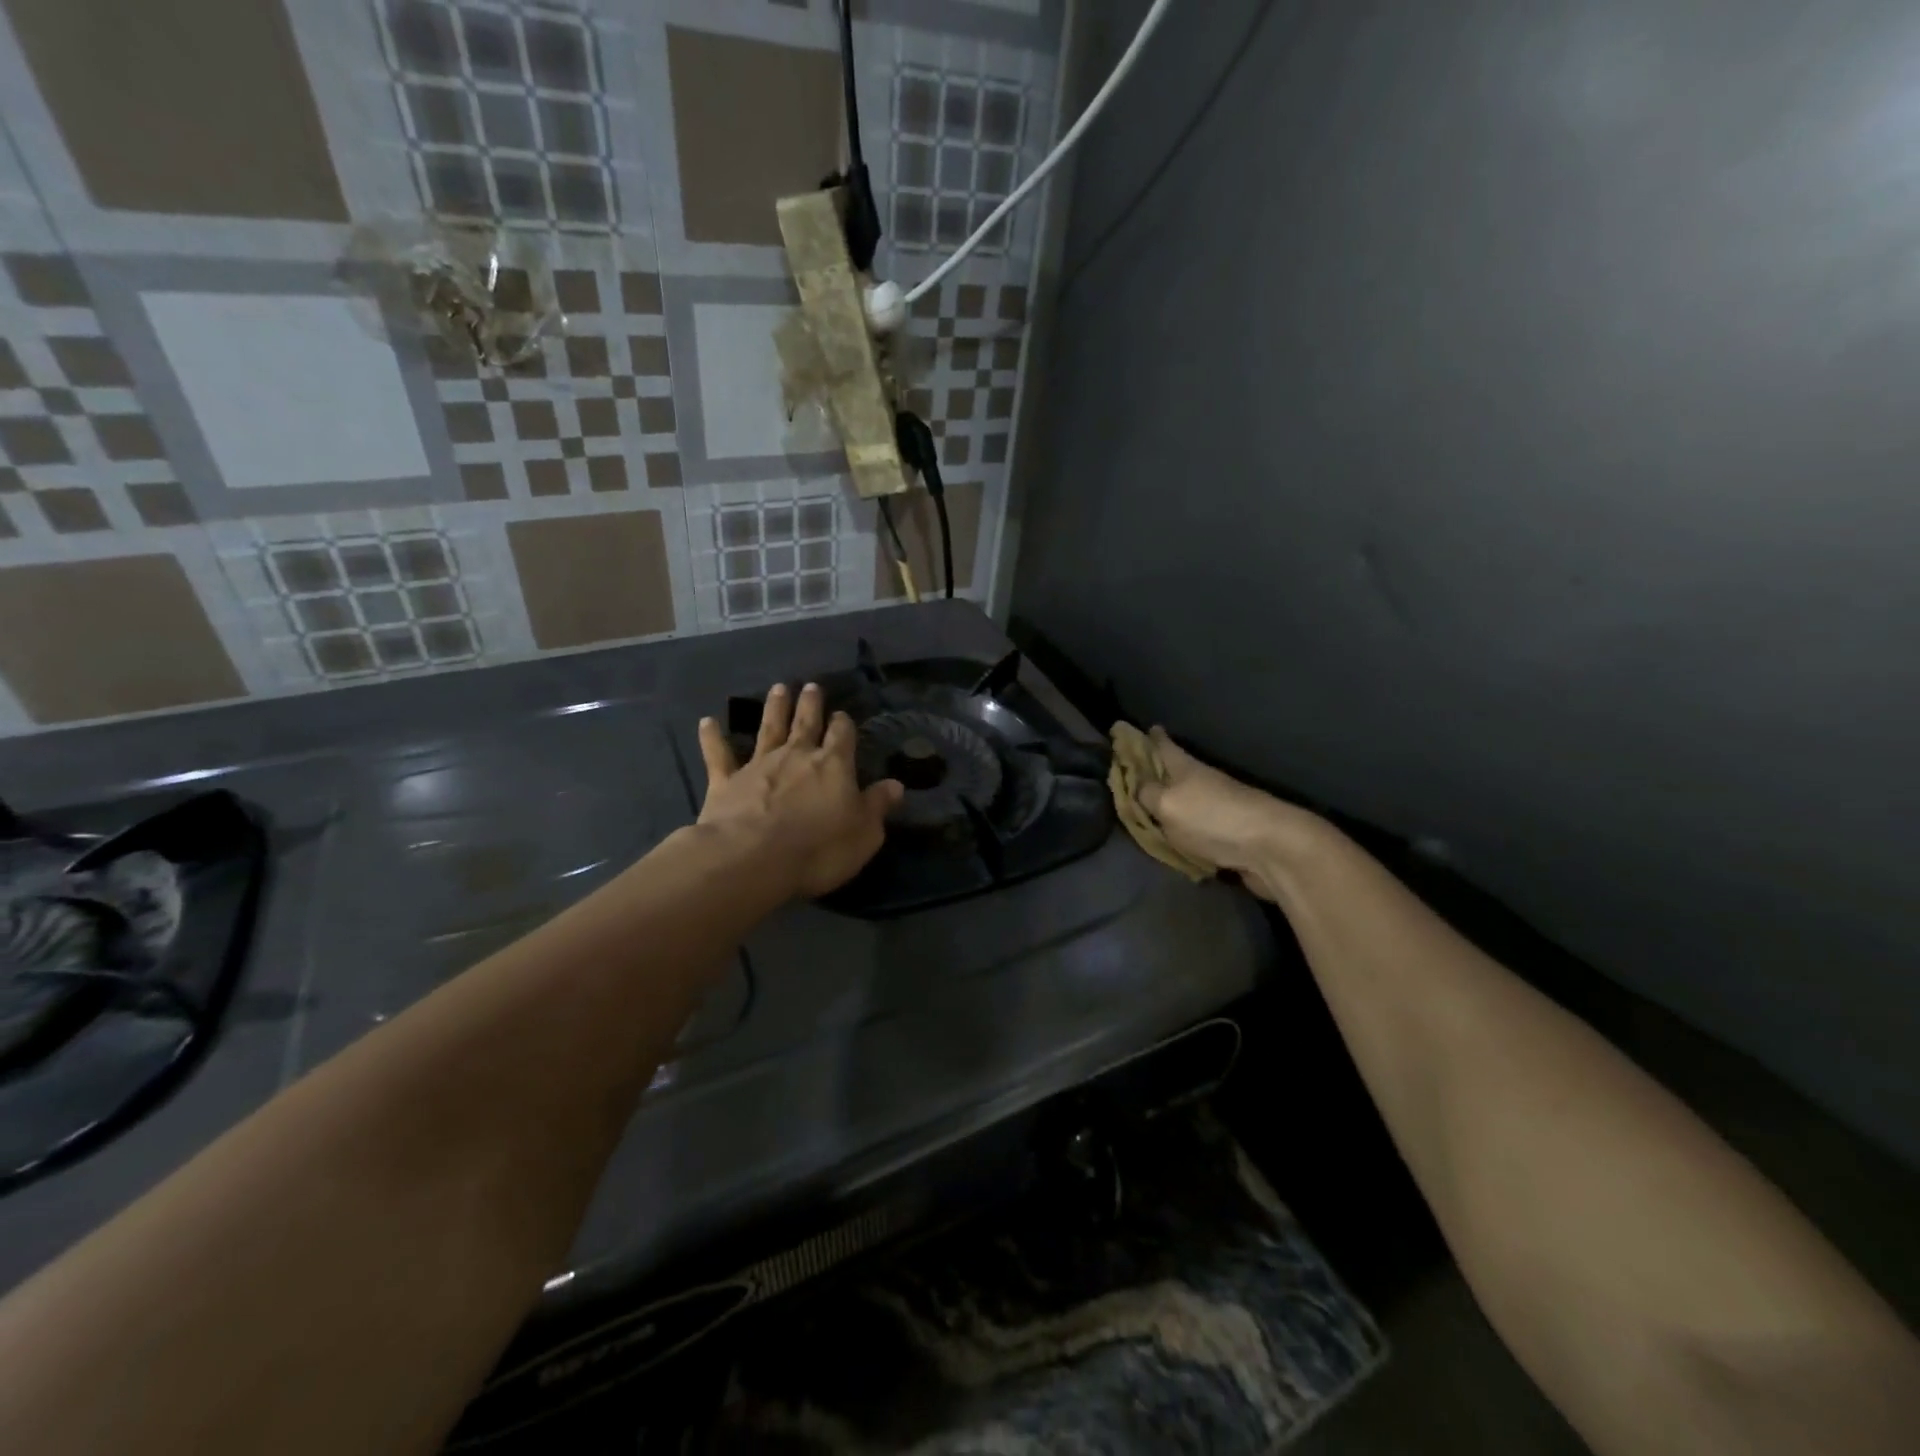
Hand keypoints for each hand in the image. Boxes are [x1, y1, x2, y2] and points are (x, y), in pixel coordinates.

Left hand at [697, 683, 903, 899]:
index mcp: (833, 765)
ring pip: (768, 728)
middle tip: (810, 686)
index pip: (842, 736)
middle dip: (810, 705)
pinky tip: (707, 722)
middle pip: (805, 723)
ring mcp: (758, 765)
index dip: (843, 725)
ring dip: (773, 708)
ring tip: (778, 688)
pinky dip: (712, 738)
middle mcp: (796, 756)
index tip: (842, 716)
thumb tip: (896, 785)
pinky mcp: (725, 782)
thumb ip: (878, 806)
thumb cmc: (819, 848)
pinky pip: (719, 755)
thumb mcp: (864, 833)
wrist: (753, 858)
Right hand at [1135, 727, 1304, 901]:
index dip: (1149, 738)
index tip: (1134, 729)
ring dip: (1169, 802)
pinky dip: (1183, 829)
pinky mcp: (1227, 835)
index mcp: (1186, 767)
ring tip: (1147, 808)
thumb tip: (1135, 786)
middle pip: (1173, 772)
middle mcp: (1202, 783)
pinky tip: (1172, 838)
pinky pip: (1196, 828)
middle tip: (1132, 773)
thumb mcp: (1167, 804)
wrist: (1270, 849)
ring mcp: (1217, 808)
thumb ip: (1146, 795)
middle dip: (1154, 771)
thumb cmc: (1212, 818)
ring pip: (1185, 801)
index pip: (1163, 745)